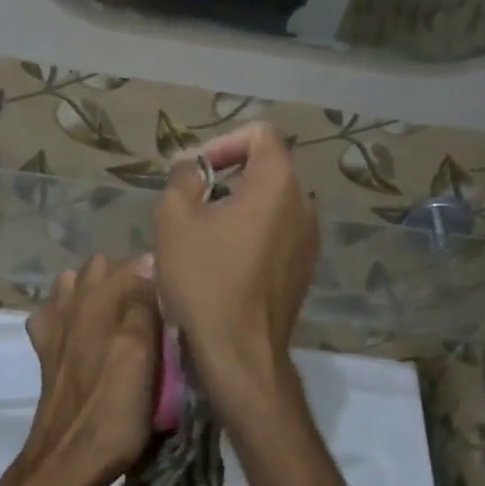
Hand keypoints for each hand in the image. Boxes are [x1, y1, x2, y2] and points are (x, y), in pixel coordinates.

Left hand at [19, 254, 160, 485]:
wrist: (67, 460)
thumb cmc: (113, 411)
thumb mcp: (142, 357)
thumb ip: (142, 306)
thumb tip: (148, 261)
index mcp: (100, 301)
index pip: (136, 263)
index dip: (158, 274)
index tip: (175, 295)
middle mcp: (73, 303)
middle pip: (104, 267)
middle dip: (129, 277)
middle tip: (153, 308)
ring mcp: (54, 324)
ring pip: (77, 283)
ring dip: (97, 290)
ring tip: (120, 315)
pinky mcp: (45, 348)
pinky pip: (55, 311)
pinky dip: (68, 310)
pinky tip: (83, 330)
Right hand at [154, 124, 317, 403]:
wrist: (239, 351)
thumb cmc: (205, 279)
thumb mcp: (175, 218)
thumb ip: (183, 177)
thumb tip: (192, 166)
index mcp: (279, 184)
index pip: (259, 134)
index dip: (222, 143)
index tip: (195, 173)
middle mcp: (304, 205)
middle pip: (265, 168)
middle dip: (224, 177)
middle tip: (189, 203)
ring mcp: (309, 239)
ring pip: (269, 203)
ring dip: (235, 207)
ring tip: (201, 234)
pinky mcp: (303, 268)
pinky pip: (275, 232)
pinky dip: (249, 233)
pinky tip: (221, 261)